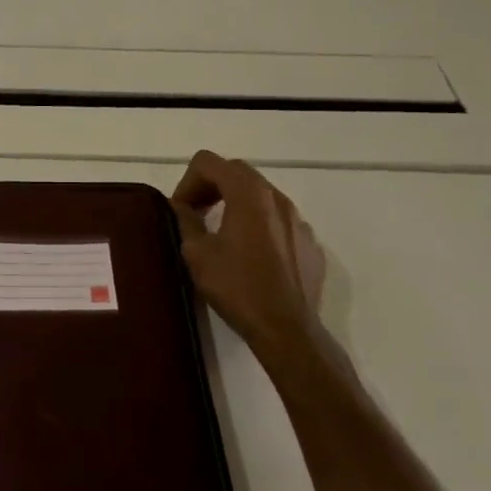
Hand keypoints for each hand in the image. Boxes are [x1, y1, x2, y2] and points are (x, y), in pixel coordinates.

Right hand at [171, 150, 326, 356]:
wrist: (287, 329)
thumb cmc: (237, 287)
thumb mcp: (197, 253)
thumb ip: (186, 220)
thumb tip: (182, 207)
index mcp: (248, 195)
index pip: (210, 162)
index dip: (187, 181)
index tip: (181, 210)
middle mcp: (277, 198)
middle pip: (237, 172)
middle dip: (210, 186)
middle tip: (194, 214)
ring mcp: (298, 220)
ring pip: (260, 195)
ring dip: (234, 203)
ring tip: (220, 233)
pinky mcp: (309, 242)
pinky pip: (278, 220)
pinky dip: (258, 224)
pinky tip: (249, 255)